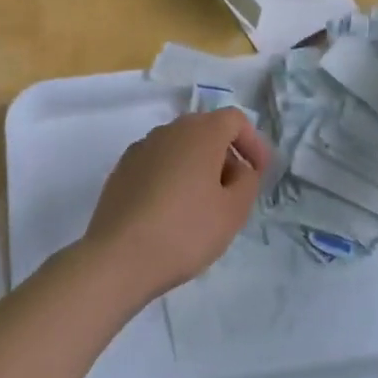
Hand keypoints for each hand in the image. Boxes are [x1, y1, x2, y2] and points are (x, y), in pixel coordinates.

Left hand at [80, 109, 270, 305]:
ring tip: (202, 206)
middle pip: (206, 130)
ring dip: (197, 166)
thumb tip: (239, 168)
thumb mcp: (234, 211)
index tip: (259, 173)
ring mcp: (140, 148)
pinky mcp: (121, 170)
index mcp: (200, 132)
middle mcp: (169, 130)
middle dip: (225, 155)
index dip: (252, 143)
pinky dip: (171, 177)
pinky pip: (157, 163)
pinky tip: (170, 212)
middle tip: (233, 192)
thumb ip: (247, 181)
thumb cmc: (185, 231)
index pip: (235, 120)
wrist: (119, 257)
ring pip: (180, 147)